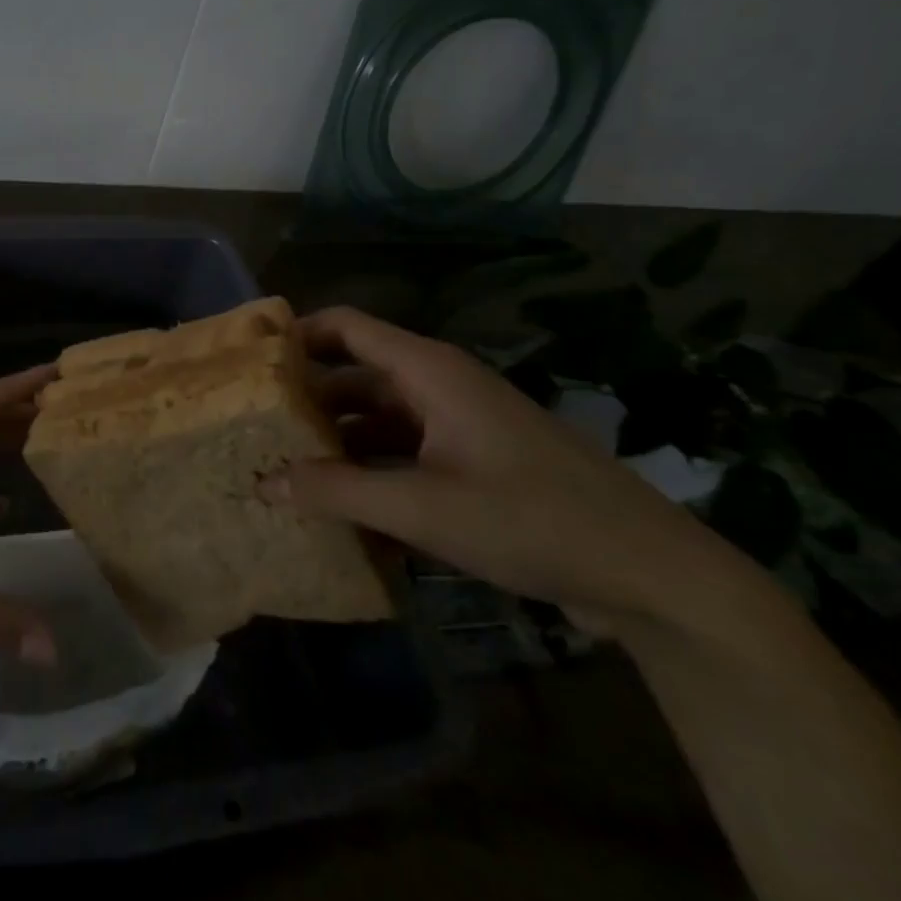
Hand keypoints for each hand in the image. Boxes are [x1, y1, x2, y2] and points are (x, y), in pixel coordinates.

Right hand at [265, 307, 734, 636]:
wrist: (652, 574)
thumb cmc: (531, 520)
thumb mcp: (422, 508)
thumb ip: (337, 491)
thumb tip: (262, 482)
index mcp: (428, 371)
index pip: (345, 325)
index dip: (295, 334)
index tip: (247, 363)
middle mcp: (439, 385)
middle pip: (354, 372)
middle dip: (304, 397)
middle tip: (253, 425)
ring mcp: (458, 424)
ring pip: (377, 415)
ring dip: (334, 437)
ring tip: (283, 466)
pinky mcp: (473, 461)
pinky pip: (403, 449)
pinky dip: (369, 466)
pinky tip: (339, 502)